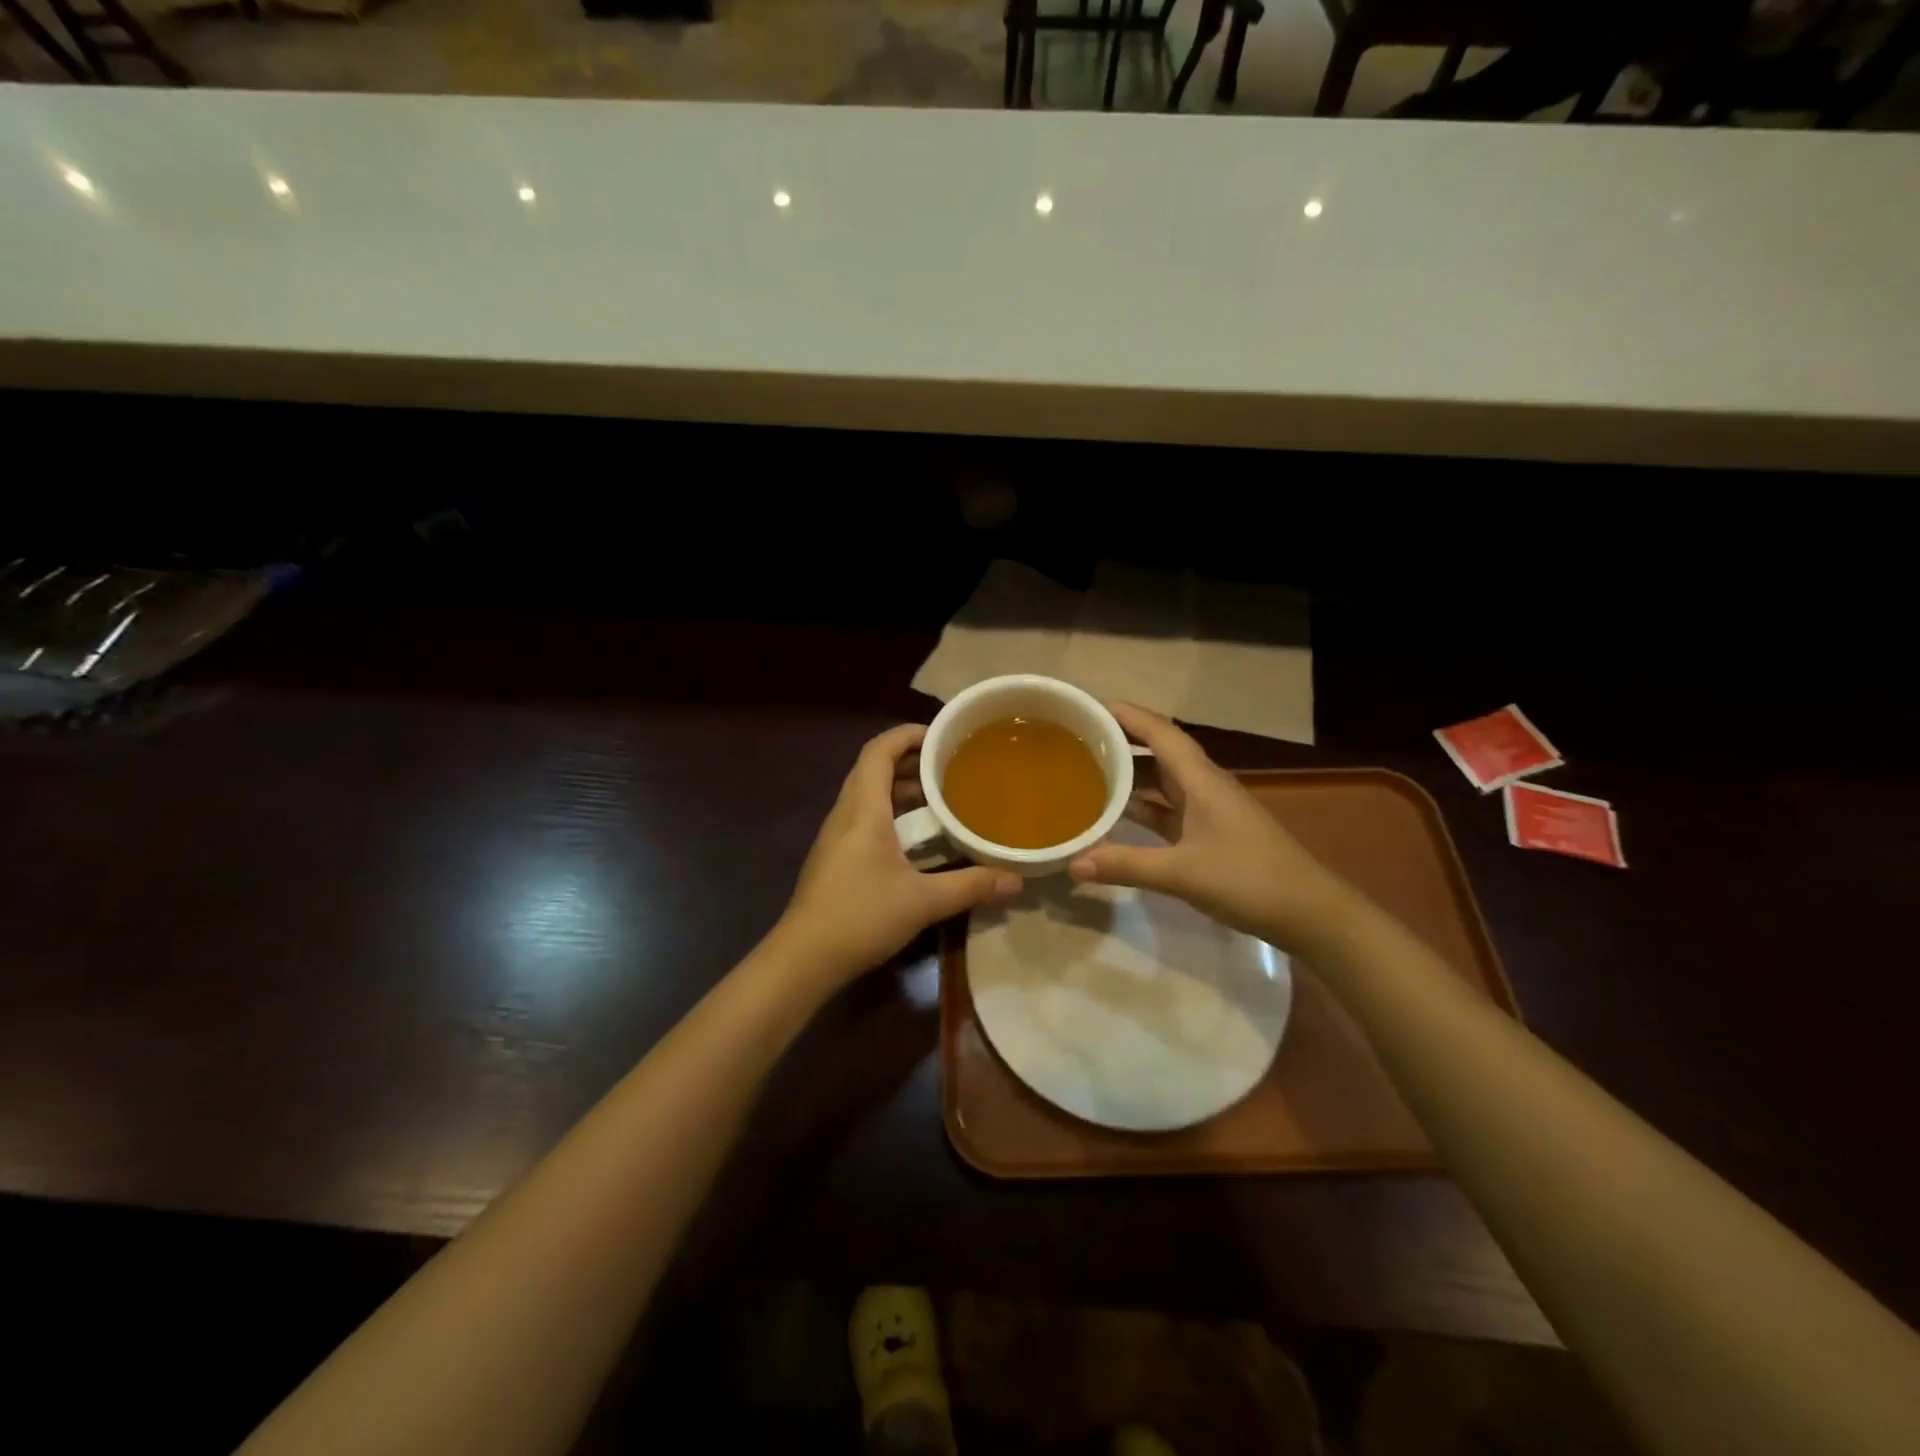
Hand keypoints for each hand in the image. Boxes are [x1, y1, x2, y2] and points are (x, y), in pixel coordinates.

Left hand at [773, 724, 1021, 987]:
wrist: (804, 958)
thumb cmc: (860, 916)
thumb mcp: (923, 901)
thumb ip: (971, 886)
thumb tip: (1016, 881)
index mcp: (863, 809)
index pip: (879, 750)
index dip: (907, 735)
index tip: (941, 736)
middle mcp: (846, 813)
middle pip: (874, 769)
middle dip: (911, 761)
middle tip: (950, 766)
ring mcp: (837, 836)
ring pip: (869, 795)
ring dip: (901, 789)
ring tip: (941, 797)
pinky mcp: (835, 857)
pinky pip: (865, 818)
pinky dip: (892, 813)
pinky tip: (917, 838)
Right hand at [1069, 703, 1357, 953]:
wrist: (1309, 913)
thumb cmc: (1249, 879)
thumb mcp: (1182, 872)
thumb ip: (1126, 865)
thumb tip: (1073, 863)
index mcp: (1201, 779)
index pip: (1160, 732)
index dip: (1126, 715)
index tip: (1089, 707)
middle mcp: (1204, 785)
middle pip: (1159, 751)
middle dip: (1122, 741)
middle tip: (1079, 739)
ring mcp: (1209, 810)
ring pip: (1163, 781)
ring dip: (1131, 774)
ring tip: (1089, 771)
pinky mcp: (1211, 834)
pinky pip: (1168, 809)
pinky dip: (1143, 807)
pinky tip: (1118, 815)